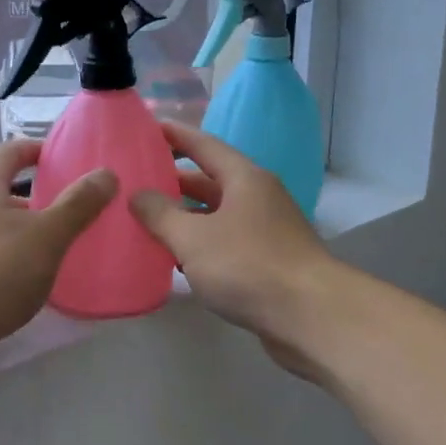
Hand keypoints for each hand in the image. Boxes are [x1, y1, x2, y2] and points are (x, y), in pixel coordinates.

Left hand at [0, 139, 115, 382]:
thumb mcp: (46, 235)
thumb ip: (78, 205)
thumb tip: (106, 173)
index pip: (9, 151)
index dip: (36, 148)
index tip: (65, 157)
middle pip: (3, 190)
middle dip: (39, 196)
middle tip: (76, 206)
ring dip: (29, 232)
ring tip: (65, 245)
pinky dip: (18, 262)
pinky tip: (40, 281)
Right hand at [129, 123, 340, 370]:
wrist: (310, 316)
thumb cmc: (248, 265)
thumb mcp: (193, 238)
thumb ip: (160, 214)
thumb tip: (137, 194)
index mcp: (244, 178)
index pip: (204, 145)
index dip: (175, 136)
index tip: (147, 128)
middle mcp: (258, 197)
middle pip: (210, 181)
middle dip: (174, 181)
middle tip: (136, 181)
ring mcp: (266, 230)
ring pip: (217, 214)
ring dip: (185, 217)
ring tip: (146, 220)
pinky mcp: (268, 261)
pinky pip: (226, 242)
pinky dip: (201, 245)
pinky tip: (176, 259)